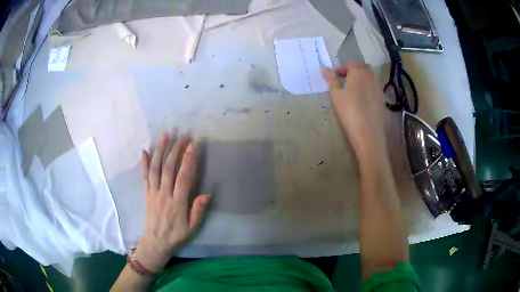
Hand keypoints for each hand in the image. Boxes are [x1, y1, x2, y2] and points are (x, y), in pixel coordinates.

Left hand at [135, 133, 210, 272]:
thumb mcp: (191, 229)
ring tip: (165, 135)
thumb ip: (198, 211)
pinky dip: (144, 163)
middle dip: (176, 150)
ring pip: (156, 168)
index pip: (183, 178)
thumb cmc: (176, 235)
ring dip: (160, 150)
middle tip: (183, 135)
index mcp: (177, 203)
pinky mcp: (146, 193)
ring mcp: (153, 193)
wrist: (155, 243)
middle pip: (169, 168)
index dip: (188, 161)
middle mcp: (164, 194)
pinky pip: (144, 176)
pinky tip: (145, 151)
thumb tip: (207, 194)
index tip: (193, 145)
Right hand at [322, 63, 386, 158]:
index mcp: (358, 72)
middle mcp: (371, 76)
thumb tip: (324, 67)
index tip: (335, 77)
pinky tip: (361, 100)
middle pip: (362, 68)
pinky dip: (367, 88)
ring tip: (352, 91)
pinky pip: (373, 87)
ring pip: (369, 77)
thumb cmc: (349, 111)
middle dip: (352, 72)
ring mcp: (378, 87)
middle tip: (343, 82)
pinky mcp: (382, 98)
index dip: (341, 69)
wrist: (368, 132)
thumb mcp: (336, 95)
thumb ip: (331, 79)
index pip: (350, 64)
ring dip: (360, 80)